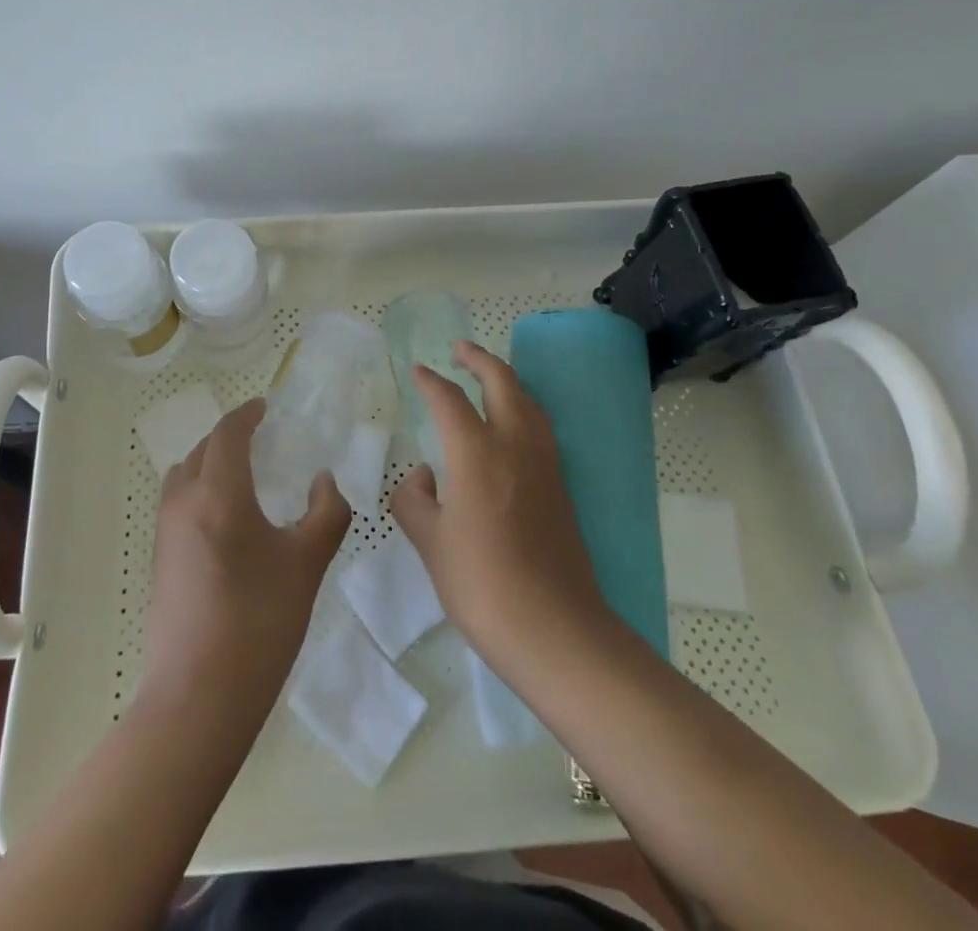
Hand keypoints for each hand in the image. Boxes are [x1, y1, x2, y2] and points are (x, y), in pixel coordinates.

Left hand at [142, 399, 351, 719]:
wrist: (199, 696)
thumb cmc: (260, 622)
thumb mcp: (307, 564)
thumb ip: (326, 513)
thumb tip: (325, 481)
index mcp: (219, 493)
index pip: (228, 433)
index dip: (247, 414)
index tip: (265, 407)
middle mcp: (184, 502)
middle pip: (202, 450)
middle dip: (229, 437)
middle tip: (260, 439)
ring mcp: (166, 532)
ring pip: (184, 475)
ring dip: (209, 462)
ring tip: (242, 474)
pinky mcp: (160, 560)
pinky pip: (178, 503)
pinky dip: (199, 490)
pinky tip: (226, 519)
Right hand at [390, 340, 611, 670]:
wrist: (555, 629)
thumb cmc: (482, 585)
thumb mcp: (431, 543)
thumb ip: (415, 501)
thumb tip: (423, 477)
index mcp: (476, 453)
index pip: (449, 400)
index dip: (431, 382)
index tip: (418, 371)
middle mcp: (514, 445)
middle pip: (501, 382)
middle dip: (479, 359)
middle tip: (460, 348)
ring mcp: (544, 464)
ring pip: (528, 400)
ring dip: (506, 379)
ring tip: (488, 376)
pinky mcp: (561, 485)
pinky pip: (540, 426)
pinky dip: (523, 407)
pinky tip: (513, 424)